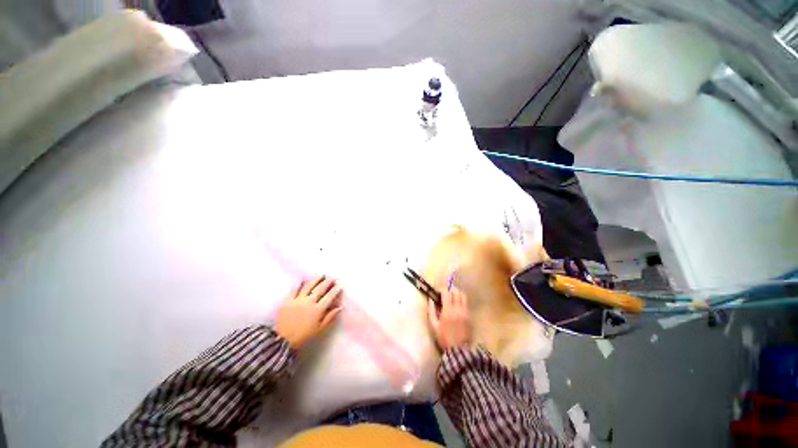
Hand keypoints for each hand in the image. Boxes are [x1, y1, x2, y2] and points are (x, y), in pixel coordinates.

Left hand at [275, 275, 342, 349]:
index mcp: (318, 310)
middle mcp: (309, 302)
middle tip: (332, 278)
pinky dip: (300, 284)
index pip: (329, 296)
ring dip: (316, 279)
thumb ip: (330, 317)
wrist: (282, 341)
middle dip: (328, 282)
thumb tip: (340, 307)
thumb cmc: (304, 336)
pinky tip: (304, 280)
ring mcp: (298, 300)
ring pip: (309, 286)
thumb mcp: (320, 329)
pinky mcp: (287, 300)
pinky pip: (294, 289)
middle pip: (320, 289)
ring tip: (321, 275)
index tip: (340, 284)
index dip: (335, 290)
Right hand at [428, 288, 470, 350]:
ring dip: (457, 294)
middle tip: (444, 294)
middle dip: (449, 290)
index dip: (441, 289)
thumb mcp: (433, 325)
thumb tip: (430, 299)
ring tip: (451, 298)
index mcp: (448, 310)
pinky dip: (461, 300)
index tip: (437, 291)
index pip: (446, 292)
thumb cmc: (444, 337)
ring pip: (463, 296)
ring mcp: (465, 311)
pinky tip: (456, 306)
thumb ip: (431, 310)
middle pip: (456, 291)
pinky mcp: (469, 316)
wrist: (458, 350)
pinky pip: (466, 303)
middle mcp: (458, 308)